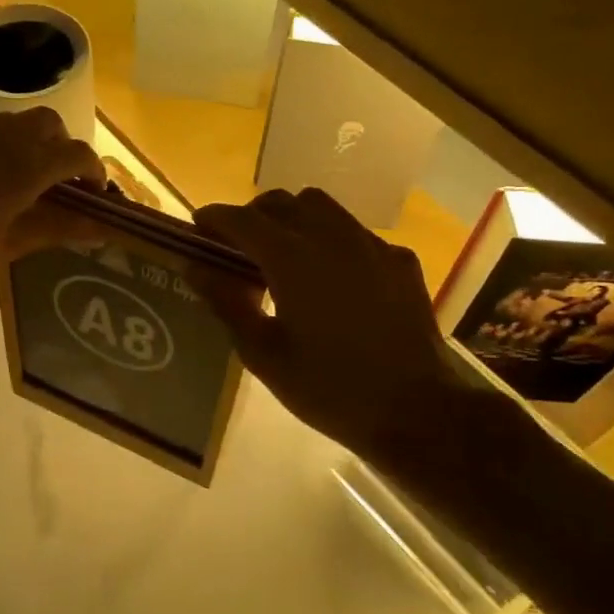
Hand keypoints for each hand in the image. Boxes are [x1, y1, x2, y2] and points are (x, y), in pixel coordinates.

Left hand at [0, 108, 106, 317]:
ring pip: (6, 124)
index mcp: (20, 166)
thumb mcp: (5, 249)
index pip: (75, 152)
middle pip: (44, 123)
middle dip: (60, 147)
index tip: (94, 195)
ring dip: (24, 145)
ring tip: (16, 187)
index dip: (93, 171)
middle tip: (57, 186)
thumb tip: (100, 227)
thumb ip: (55, 229)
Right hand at [193, 189, 491, 471]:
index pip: (242, 219)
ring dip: (294, 218)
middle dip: (253, 215)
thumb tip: (195, 268)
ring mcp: (371, 245)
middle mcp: (331, 237)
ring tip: (285, 253)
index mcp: (292, 259)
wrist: (418, 411)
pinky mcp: (399, 260)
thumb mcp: (264, 355)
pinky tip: (333, 277)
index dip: (214, 218)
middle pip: (282, 202)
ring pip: (322, 207)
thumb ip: (226, 304)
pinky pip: (355, 232)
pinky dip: (331, 240)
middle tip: (239, 246)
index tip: (199, 227)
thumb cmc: (329, 389)